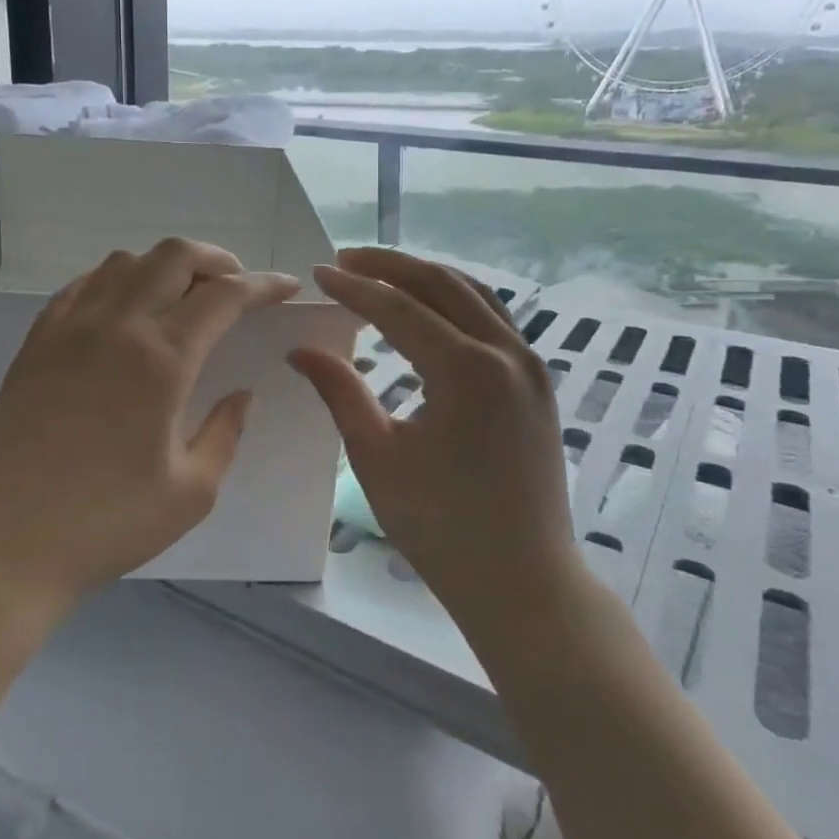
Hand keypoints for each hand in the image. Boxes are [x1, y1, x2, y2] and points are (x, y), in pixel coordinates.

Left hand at [0, 238, 300, 611]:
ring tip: (181, 298)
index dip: (263, 285)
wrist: (10, 544)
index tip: (285, 287)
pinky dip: (116, 280)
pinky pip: (82, 285)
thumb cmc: (109, 523)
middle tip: (236, 287)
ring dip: (164, 267)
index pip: (224, 296)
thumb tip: (242, 394)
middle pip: (174, 256)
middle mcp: (116, 327)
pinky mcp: (37, 342)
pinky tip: (124, 311)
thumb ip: (226, 431)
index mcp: (162, 361)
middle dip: (217, 260)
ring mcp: (69, 328)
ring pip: (125, 262)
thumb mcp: (193, 491)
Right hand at [288, 249, 577, 622]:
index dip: (354, 288)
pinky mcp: (537, 383)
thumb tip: (301, 350)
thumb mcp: (377, 457)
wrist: (523, 579)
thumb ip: (340, 392)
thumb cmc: (441, 526)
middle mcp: (507, 353)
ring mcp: (530, 366)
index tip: (318, 273)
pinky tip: (429, 309)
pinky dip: (455, 300)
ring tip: (381, 273)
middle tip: (345, 260)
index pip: (400, 309)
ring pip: (474, 294)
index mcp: (467, 371)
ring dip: (425, 276)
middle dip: (390, 266)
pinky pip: (493, 319)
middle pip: (441, 285)